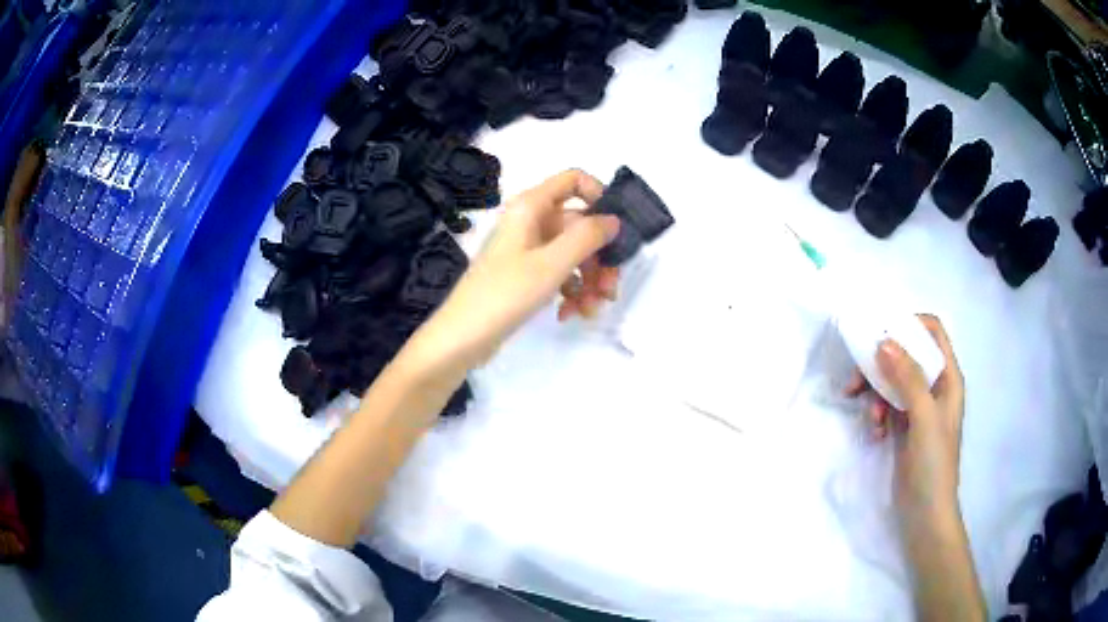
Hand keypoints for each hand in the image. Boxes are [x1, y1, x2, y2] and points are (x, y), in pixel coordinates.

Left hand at [407, 170, 620, 371]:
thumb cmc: (505, 293)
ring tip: (590, 310)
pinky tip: (569, 315)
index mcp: (531, 207)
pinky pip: (559, 273)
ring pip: (573, 253)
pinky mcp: (525, 275)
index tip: (616, 229)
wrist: (462, 337)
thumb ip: (587, 237)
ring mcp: (527, 249)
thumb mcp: (552, 263)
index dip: (599, 197)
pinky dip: (570, 292)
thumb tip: (613, 219)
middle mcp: (530, 221)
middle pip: (580, 225)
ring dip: (588, 281)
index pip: (573, 180)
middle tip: (609, 289)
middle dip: (599, 257)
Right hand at [845, 314, 965, 519]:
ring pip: (893, 381)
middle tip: (857, 380)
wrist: (925, 513)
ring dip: (876, 393)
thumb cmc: (933, 463)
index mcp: (948, 377)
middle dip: (882, 364)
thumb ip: (907, 378)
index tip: (882, 333)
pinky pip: (887, 405)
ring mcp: (919, 407)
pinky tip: (875, 432)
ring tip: (869, 417)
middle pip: (907, 355)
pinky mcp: (905, 426)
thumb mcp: (924, 417)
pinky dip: (878, 414)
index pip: (933, 333)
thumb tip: (883, 341)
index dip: (910, 325)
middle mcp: (935, 386)